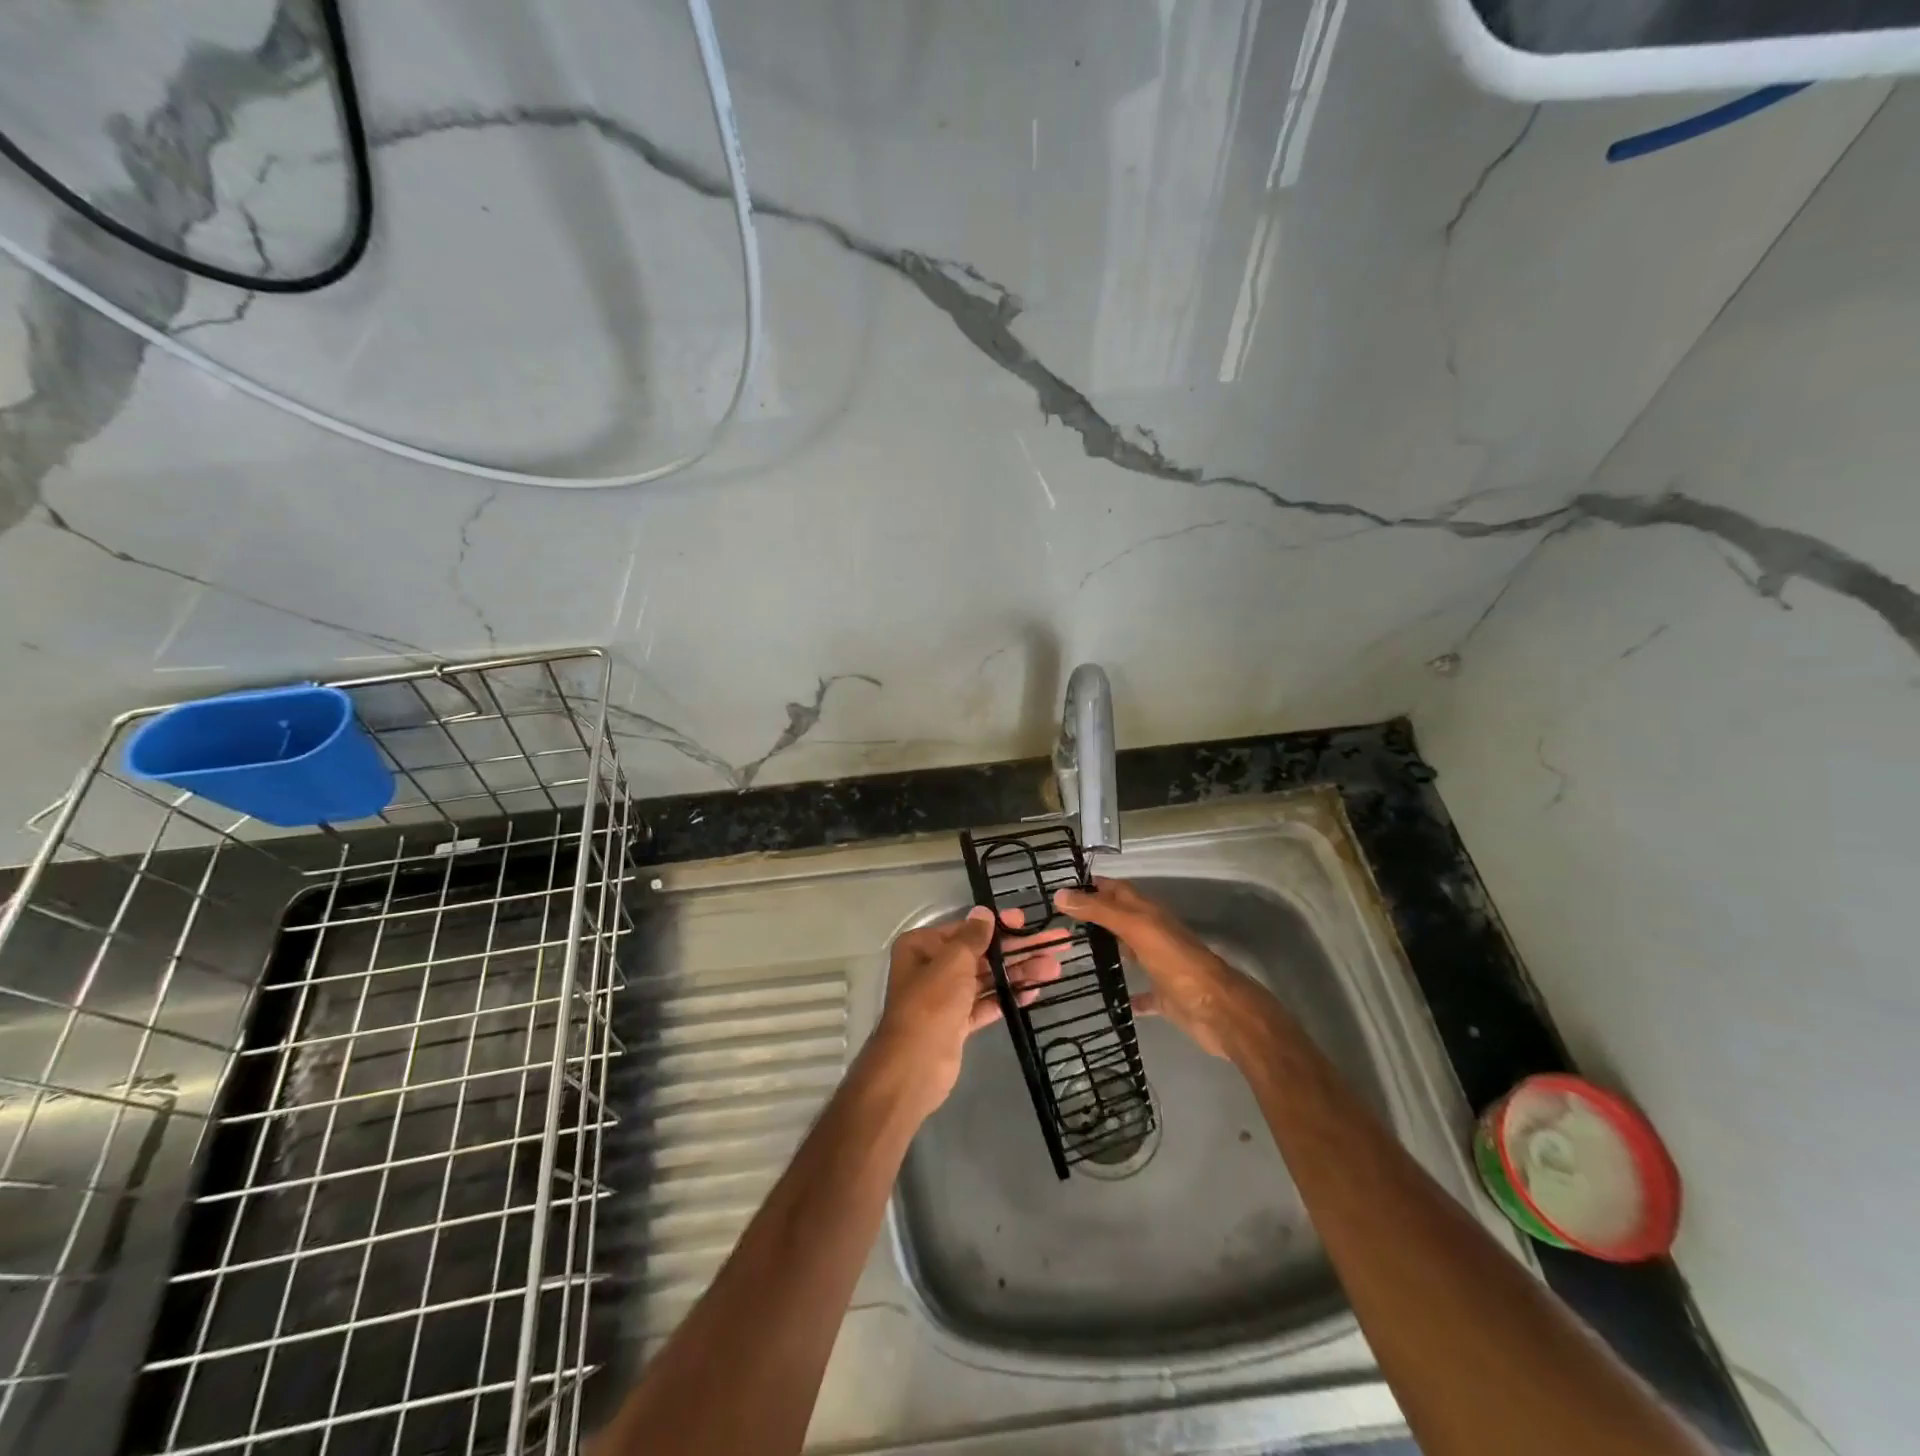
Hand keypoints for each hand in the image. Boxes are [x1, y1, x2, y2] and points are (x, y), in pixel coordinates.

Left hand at [869, 906, 1063, 1114]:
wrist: (915, 1066)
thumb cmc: (932, 1002)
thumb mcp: (953, 961)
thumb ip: (973, 937)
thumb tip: (983, 913)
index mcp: (922, 946)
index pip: (966, 929)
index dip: (998, 925)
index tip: (1026, 922)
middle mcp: (931, 968)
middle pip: (980, 954)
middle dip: (1016, 951)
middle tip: (1053, 945)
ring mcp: (945, 997)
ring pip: (986, 979)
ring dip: (1018, 973)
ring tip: (1053, 969)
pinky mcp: (957, 1023)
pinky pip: (986, 1003)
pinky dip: (1007, 997)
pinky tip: (1034, 992)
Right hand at [1054, 878, 1265, 1059]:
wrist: (1217, 1010)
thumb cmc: (1176, 962)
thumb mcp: (1136, 928)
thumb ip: (1100, 911)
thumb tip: (1061, 894)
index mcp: (1148, 913)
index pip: (1116, 890)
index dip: (1092, 885)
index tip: (1061, 888)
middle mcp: (1153, 934)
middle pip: (1121, 918)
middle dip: (1094, 915)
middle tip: (1059, 921)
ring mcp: (1160, 965)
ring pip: (1130, 951)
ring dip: (1108, 949)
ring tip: (1073, 954)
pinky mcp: (1164, 996)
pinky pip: (1142, 993)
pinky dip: (1127, 995)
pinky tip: (1108, 1000)